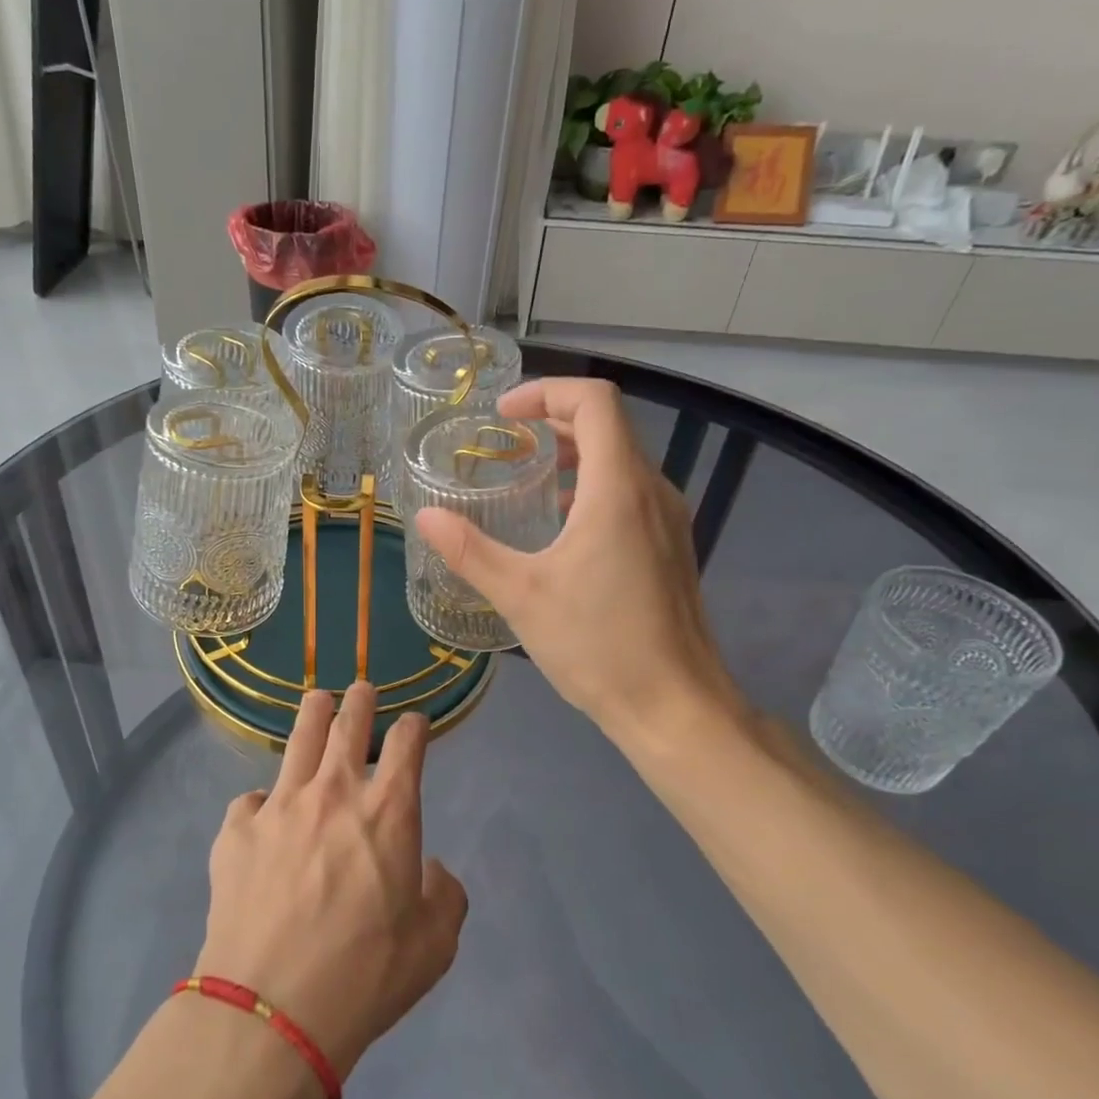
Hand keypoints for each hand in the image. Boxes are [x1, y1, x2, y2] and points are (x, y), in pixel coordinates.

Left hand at [194, 683, 467, 1079]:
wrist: (273, 1008)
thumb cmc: (366, 975)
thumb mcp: (435, 945)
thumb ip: (445, 895)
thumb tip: (431, 869)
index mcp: (388, 811)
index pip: (407, 744)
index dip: (413, 726)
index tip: (414, 722)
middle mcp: (333, 792)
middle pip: (348, 723)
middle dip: (360, 701)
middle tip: (362, 689)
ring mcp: (279, 805)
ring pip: (298, 739)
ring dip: (313, 714)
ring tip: (318, 700)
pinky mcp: (236, 829)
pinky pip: (252, 800)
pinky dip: (264, 802)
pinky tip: (264, 815)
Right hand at [414, 377, 746, 748]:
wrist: (674, 706)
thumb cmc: (598, 645)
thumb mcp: (521, 595)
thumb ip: (470, 550)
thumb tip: (424, 516)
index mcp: (618, 489)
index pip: (594, 401)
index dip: (547, 392)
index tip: (503, 415)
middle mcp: (652, 492)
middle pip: (609, 425)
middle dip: (555, 419)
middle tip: (506, 441)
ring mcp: (669, 520)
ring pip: (622, 460)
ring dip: (575, 453)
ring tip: (530, 478)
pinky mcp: (671, 547)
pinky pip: (631, 493)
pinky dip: (593, 486)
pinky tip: (562, 526)